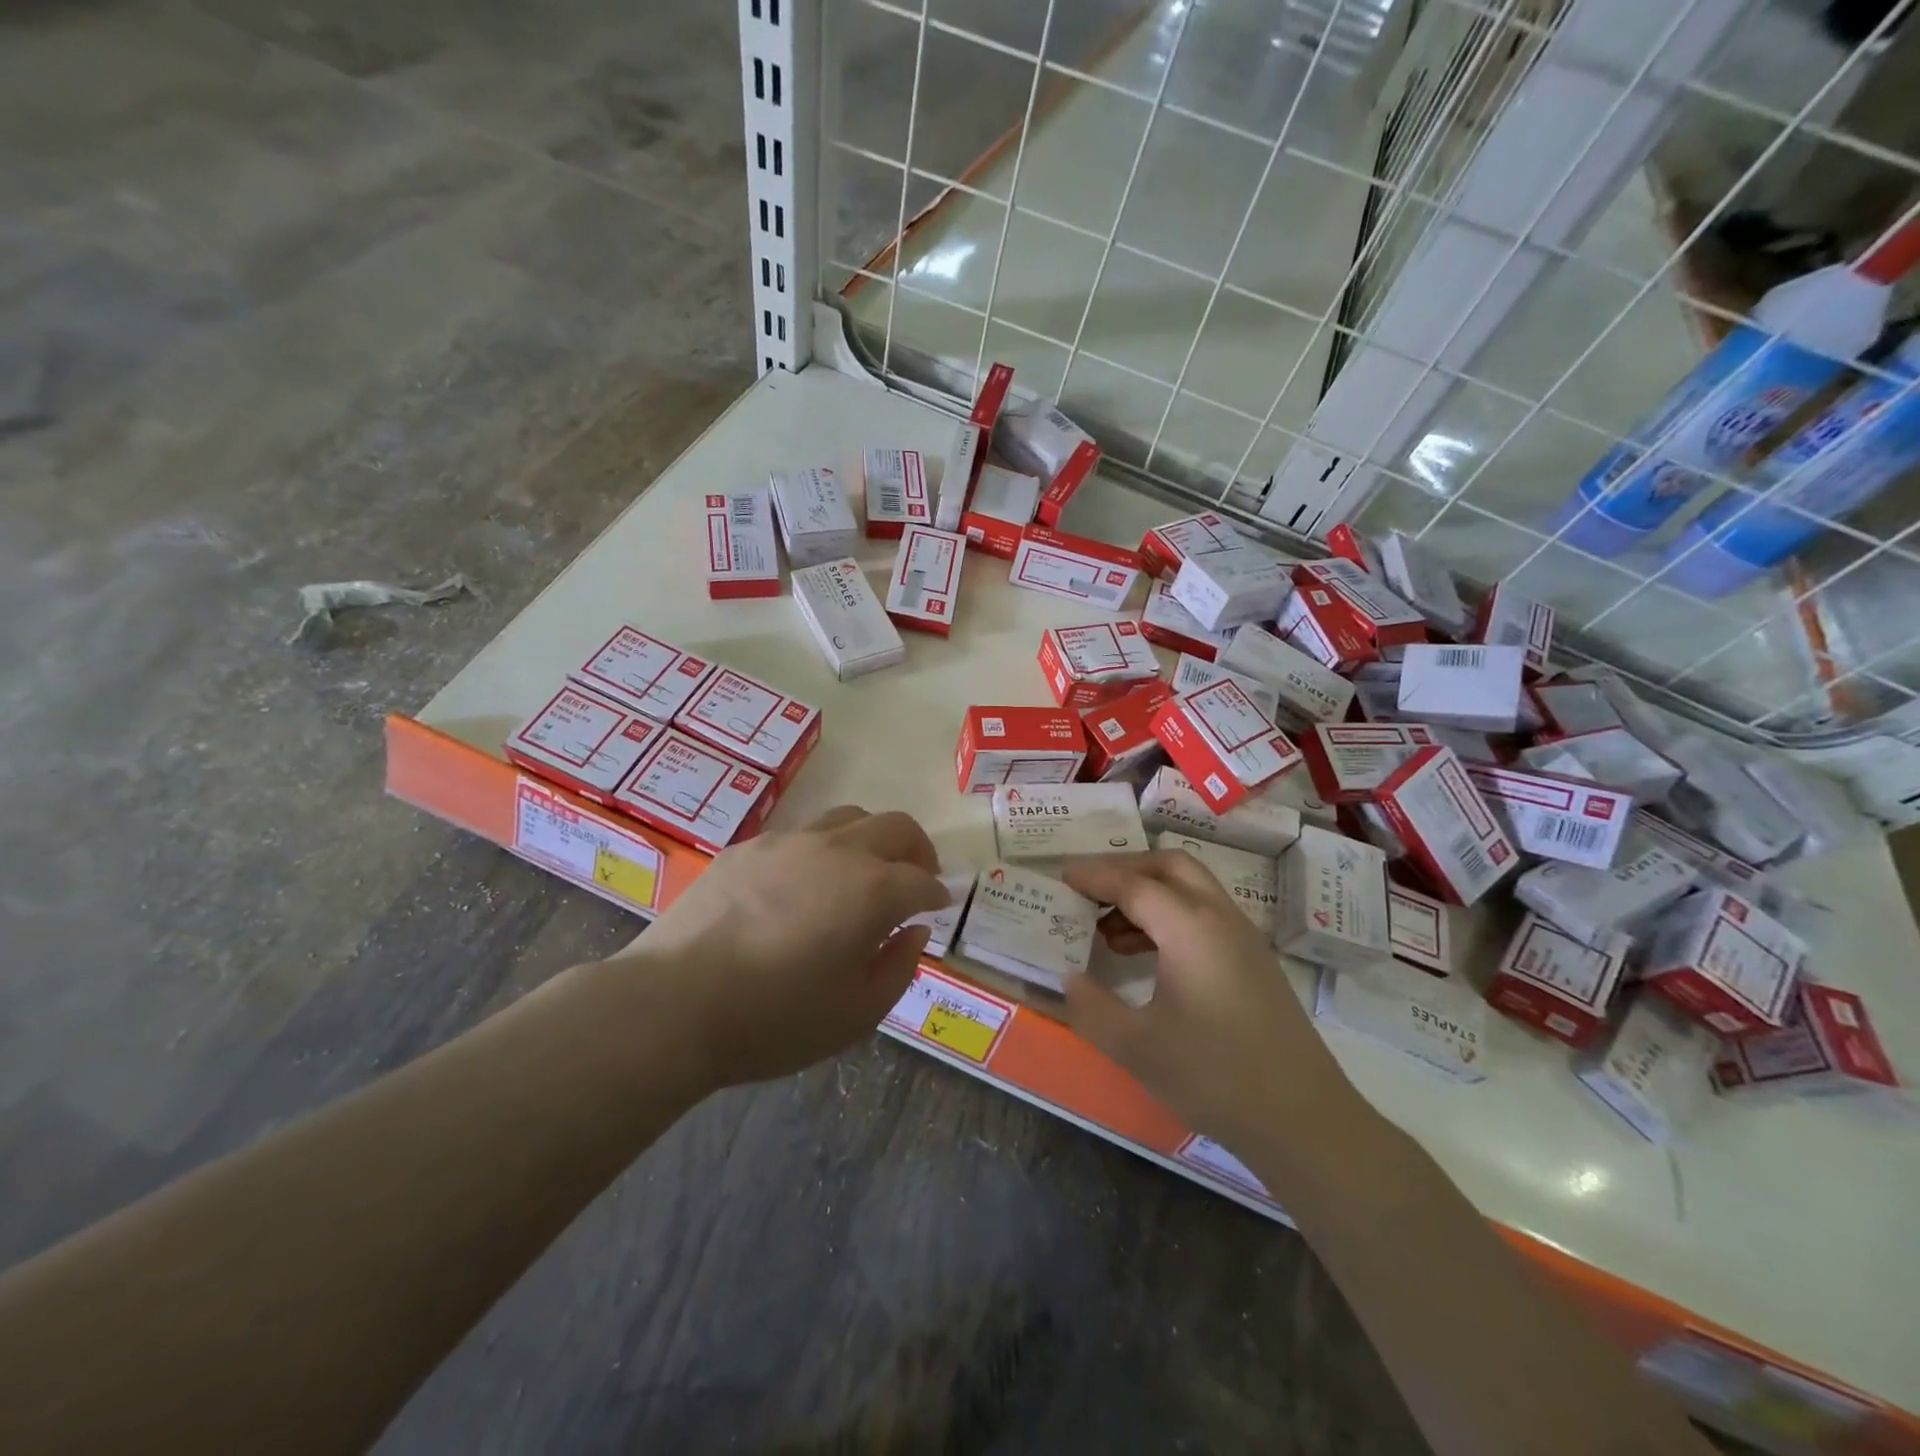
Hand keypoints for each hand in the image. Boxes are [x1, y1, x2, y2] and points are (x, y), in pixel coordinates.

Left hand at [619, 807, 948, 1089]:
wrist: (674, 1003)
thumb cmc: (775, 1020)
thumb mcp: (856, 1015)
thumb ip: (898, 968)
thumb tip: (914, 931)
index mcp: (872, 890)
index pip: (922, 880)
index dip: (936, 894)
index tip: (937, 906)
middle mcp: (837, 851)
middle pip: (895, 827)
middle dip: (916, 850)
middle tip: (915, 876)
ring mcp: (789, 842)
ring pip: (848, 818)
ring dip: (870, 839)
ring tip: (863, 871)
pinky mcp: (748, 847)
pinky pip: (800, 834)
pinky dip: (821, 850)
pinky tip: (803, 883)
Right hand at [1059, 851, 1356, 1152]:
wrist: (1304, 1120)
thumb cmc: (1214, 1076)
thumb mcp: (1136, 1047)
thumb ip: (1091, 1007)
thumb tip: (1069, 978)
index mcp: (1190, 927)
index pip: (1133, 883)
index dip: (1092, 876)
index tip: (1058, 876)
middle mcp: (1219, 918)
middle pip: (1168, 867)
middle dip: (1124, 869)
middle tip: (1086, 891)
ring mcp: (1242, 938)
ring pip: (1189, 889)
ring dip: (1146, 894)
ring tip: (1105, 928)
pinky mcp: (1252, 961)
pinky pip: (1203, 915)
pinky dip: (1167, 916)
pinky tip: (1142, 955)